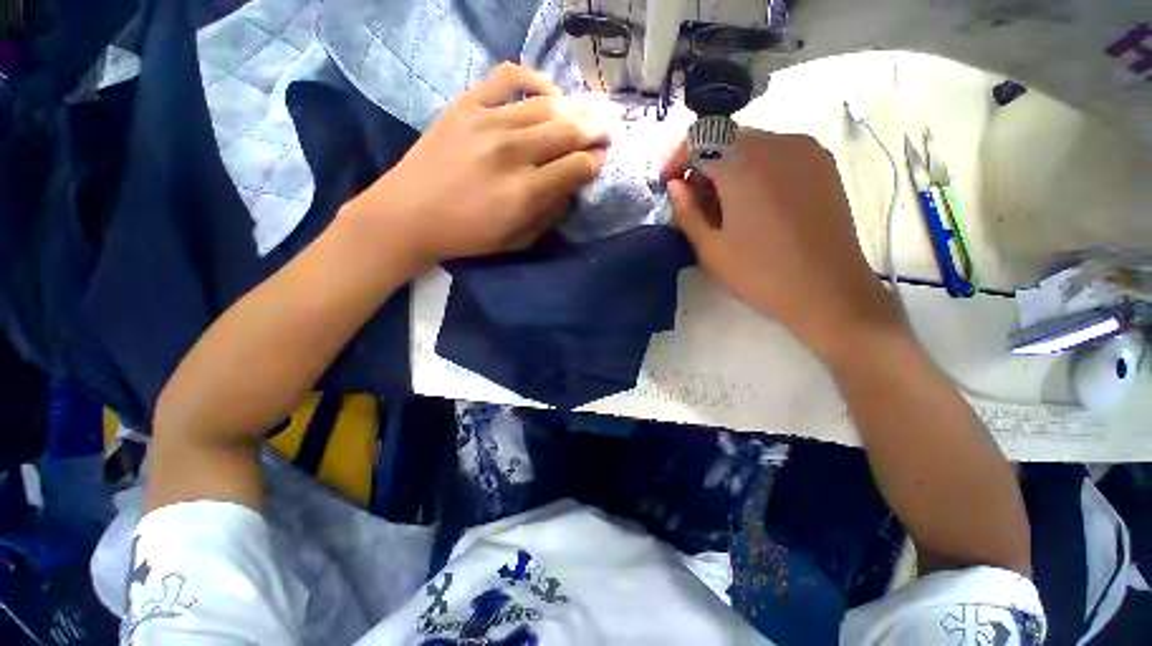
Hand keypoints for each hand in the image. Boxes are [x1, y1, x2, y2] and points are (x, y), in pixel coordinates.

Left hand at [346, 63, 610, 271]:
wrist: (409, 214)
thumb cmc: (467, 235)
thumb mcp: (516, 240)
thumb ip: (549, 215)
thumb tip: (572, 189)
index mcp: (524, 192)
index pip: (575, 167)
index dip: (594, 162)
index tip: (600, 161)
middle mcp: (512, 152)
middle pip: (567, 131)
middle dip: (595, 130)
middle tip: (607, 130)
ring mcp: (488, 121)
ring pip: (546, 104)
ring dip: (574, 108)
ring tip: (584, 114)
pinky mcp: (467, 104)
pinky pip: (508, 76)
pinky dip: (534, 78)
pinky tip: (548, 90)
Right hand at [661, 129, 902, 360]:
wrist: (828, 291)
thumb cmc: (760, 273)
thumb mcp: (709, 248)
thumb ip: (685, 211)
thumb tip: (676, 186)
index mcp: (744, 163)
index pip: (699, 138)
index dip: (677, 159)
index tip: (670, 186)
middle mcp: (778, 143)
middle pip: (726, 138)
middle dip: (702, 165)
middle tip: (696, 204)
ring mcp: (806, 150)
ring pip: (752, 145)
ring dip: (728, 168)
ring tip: (725, 208)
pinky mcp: (823, 165)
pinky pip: (777, 153)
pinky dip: (755, 170)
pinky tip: (754, 205)